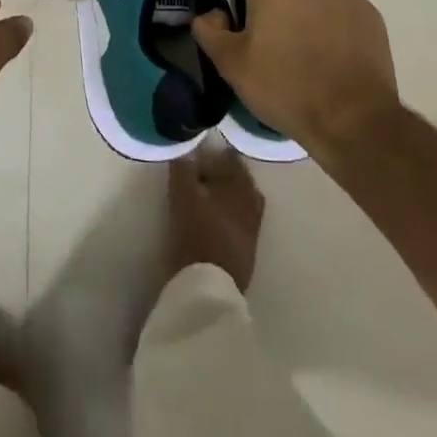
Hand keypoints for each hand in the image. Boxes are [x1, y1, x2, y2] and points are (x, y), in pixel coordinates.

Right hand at [166, 145, 265, 293]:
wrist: (209, 289)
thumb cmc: (196, 236)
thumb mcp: (183, 198)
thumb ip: (184, 170)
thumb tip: (186, 147)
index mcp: (242, 187)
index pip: (232, 160)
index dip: (215, 154)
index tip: (196, 153)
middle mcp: (253, 205)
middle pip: (238, 181)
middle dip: (219, 175)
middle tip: (195, 174)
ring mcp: (252, 230)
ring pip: (238, 203)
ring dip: (222, 198)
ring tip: (200, 198)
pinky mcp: (246, 251)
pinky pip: (237, 223)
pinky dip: (225, 217)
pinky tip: (209, 222)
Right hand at [192, 0, 401, 155]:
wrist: (351, 117)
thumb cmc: (283, 86)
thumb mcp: (230, 64)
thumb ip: (209, 30)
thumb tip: (210, 14)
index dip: (241, 8)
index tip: (246, 38)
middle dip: (275, 9)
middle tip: (274, 49)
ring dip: (305, 16)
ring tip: (306, 56)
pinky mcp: (371, 15)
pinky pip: (340, 13)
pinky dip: (333, 27)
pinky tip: (332, 58)